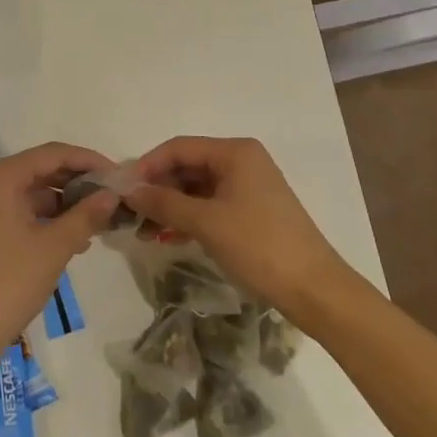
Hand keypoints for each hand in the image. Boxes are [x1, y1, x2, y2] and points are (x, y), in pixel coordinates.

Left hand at [0, 142, 119, 368]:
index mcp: (1, 176)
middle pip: (40, 169)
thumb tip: (112, 195)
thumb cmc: (9, 282)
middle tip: (111, 197)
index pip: (53, 153)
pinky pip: (18, 210)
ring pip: (30, 192)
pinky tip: (73, 237)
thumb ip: (86, 215)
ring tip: (99, 220)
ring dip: (63, 203)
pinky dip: (45, 218)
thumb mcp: (54, 247)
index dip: (88, 160)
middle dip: (77, 182)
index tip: (118, 175)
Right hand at [123, 136, 352, 314]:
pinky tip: (168, 237)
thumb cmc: (259, 246)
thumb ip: (165, 202)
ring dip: (170, 206)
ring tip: (144, 230)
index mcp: (235, 152)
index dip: (148, 165)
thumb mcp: (206, 222)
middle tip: (130, 212)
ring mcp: (248, 187)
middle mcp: (242, 161)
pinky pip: (210, 205)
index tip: (122, 188)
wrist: (314, 289)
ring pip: (197, 188)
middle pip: (188, 166)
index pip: (179, 147)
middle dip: (158, 188)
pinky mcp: (251, 211)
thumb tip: (129, 190)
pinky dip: (188, 218)